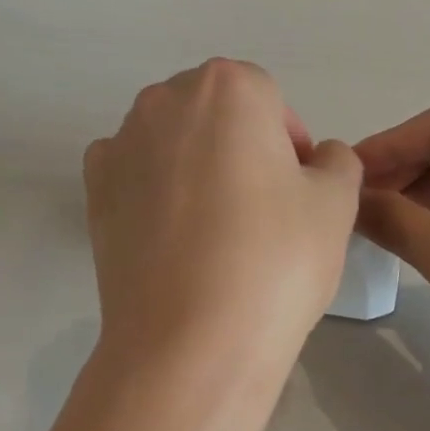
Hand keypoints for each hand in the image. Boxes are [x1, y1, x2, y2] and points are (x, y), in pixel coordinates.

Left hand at [85, 59, 361, 384]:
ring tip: (215, 232)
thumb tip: (316, 160)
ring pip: (173, 143)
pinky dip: (155, 193)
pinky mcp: (93, 192)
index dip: (289, 146)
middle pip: (215, 114)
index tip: (297, 194)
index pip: (269, 99)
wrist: (189, 343)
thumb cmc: (274, 260)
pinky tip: (173, 238)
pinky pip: (135, 175)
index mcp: (227, 87)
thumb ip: (336, 161)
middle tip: (262, 212)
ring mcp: (120, 145)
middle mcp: (164, 100)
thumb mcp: (336, 203)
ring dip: (197, 169)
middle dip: (241, 148)